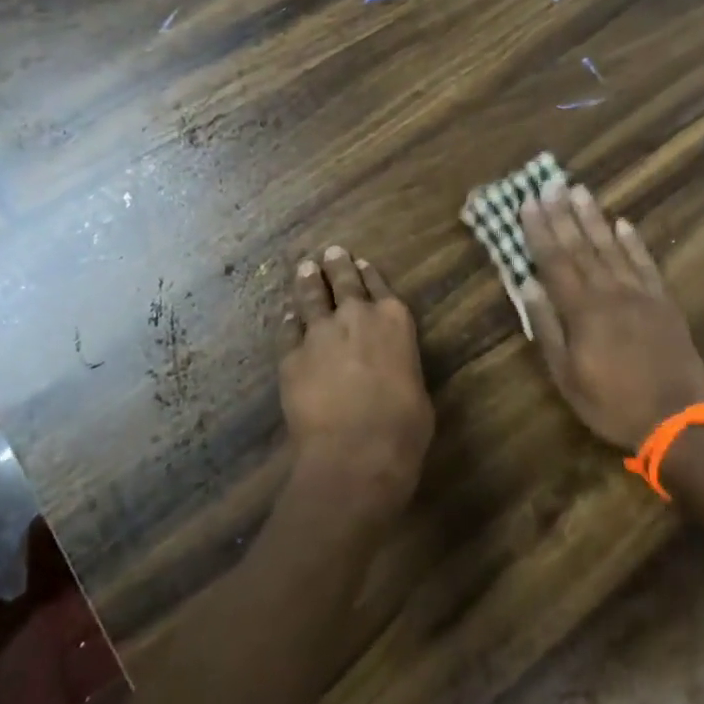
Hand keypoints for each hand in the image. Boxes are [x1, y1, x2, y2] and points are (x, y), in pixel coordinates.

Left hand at [280, 246, 434, 522]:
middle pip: (343, 282)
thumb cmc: (404, 426)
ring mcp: (320, 333)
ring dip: (307, 282)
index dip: (368, 274)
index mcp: (395, 320)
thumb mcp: (416, 389)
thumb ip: (400, 366)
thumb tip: (390, 371)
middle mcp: (357, 316)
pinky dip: (289, 322)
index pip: (380, 286)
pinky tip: (287, 316)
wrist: (356, 450)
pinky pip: (288, 331)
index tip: (359, 262)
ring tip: (304, 269)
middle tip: (329, 252)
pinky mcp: (291, 356)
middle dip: (336, 266)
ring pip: (311, 298)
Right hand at [520, 183, 703, 451]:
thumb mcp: (567, 375)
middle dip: (563, 213)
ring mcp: (639, 293)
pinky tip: (623, 223)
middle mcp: (609, 291)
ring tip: (580, 190)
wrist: (679, 420)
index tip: (528, 201)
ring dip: (593, 217)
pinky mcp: (663, 301)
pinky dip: (633, 241)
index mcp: (582, 309)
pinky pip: (645, 263)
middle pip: (581, 245)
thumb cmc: (613, 403)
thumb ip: (546, 326)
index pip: (554, 260)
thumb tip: (526, 284)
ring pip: (611, 246)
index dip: (539, 229)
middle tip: (551, 182)